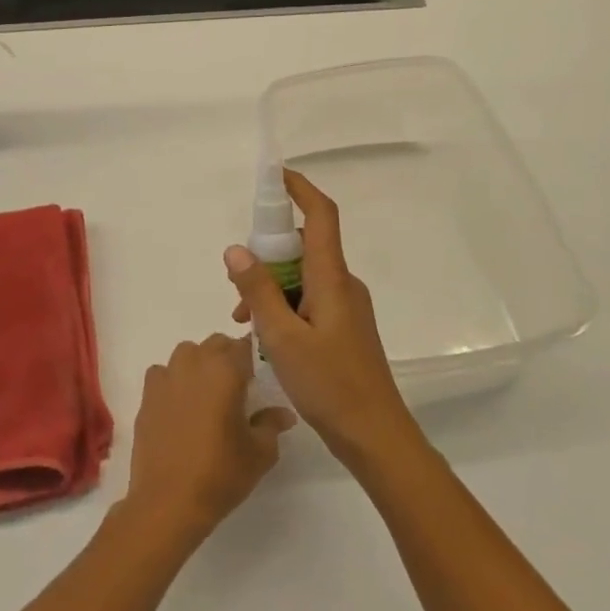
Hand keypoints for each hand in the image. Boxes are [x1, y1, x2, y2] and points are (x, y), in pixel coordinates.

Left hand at [125, 334, 295, 542]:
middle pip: (215, 344)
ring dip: (199, 364)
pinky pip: (162, 373)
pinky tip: (179, 405)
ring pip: (186, 353)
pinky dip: (172, 380)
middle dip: (228, 357)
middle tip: (237, 387)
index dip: (253, 358)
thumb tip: (283, 413)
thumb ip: (272, 424)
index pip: (244, 346)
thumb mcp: (259, 452)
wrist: (168, 500)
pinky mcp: (147, 396)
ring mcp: (166, 378)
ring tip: (207, 393)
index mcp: (225, 371)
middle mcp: (194, 364)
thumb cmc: (221, 473)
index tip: (259, 376)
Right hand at [226, 170, 418, 464]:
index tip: (274, 175)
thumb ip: (258, 290)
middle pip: (304, 248)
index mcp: (332, 278)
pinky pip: (308, 301)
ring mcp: (346, 307)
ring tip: (244, 320)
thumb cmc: (329, 384)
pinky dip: (283, 308)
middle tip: (235, 280)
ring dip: (270, 289)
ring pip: (301, 279)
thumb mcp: (282, 337)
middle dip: (267, 254)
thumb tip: (235, 249)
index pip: (320, 216)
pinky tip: (263, 336)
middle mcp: (343, 284)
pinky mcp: (343, 328)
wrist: (374, 435)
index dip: (299, 189)